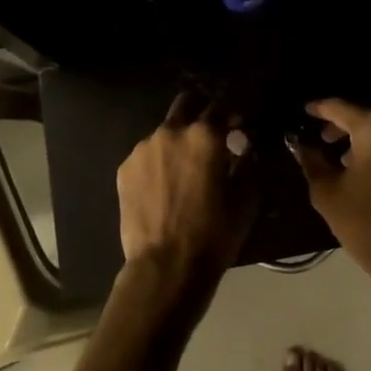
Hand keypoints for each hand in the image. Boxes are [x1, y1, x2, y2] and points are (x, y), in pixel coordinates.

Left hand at [117, 92, 256, 279]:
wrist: (165, 266)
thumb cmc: (213, 233)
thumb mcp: (245, 200)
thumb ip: (246, 165)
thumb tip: (242, 149)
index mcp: (205, 136)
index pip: (221, 107)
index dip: (233, 115)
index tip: (239, 126)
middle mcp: (171, 132)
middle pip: (186, 104)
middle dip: (199, 113)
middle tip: (209, 135)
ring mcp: (143, 149)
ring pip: (164, 132)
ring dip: (177, 141)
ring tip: (183, 167)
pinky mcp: (124, 169)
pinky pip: (146, 156)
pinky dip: (158, 162)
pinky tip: (163, 185)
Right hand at [288, 99, 370, 272]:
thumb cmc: (364, 223)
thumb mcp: (326, 191)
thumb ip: (311, 159)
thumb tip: (300, 142)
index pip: (341, 107)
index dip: (320, 108)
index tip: (307, 111)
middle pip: (370, 116)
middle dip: (346, 125)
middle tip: (326, 139)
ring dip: (370, 139)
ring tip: (351, 159)